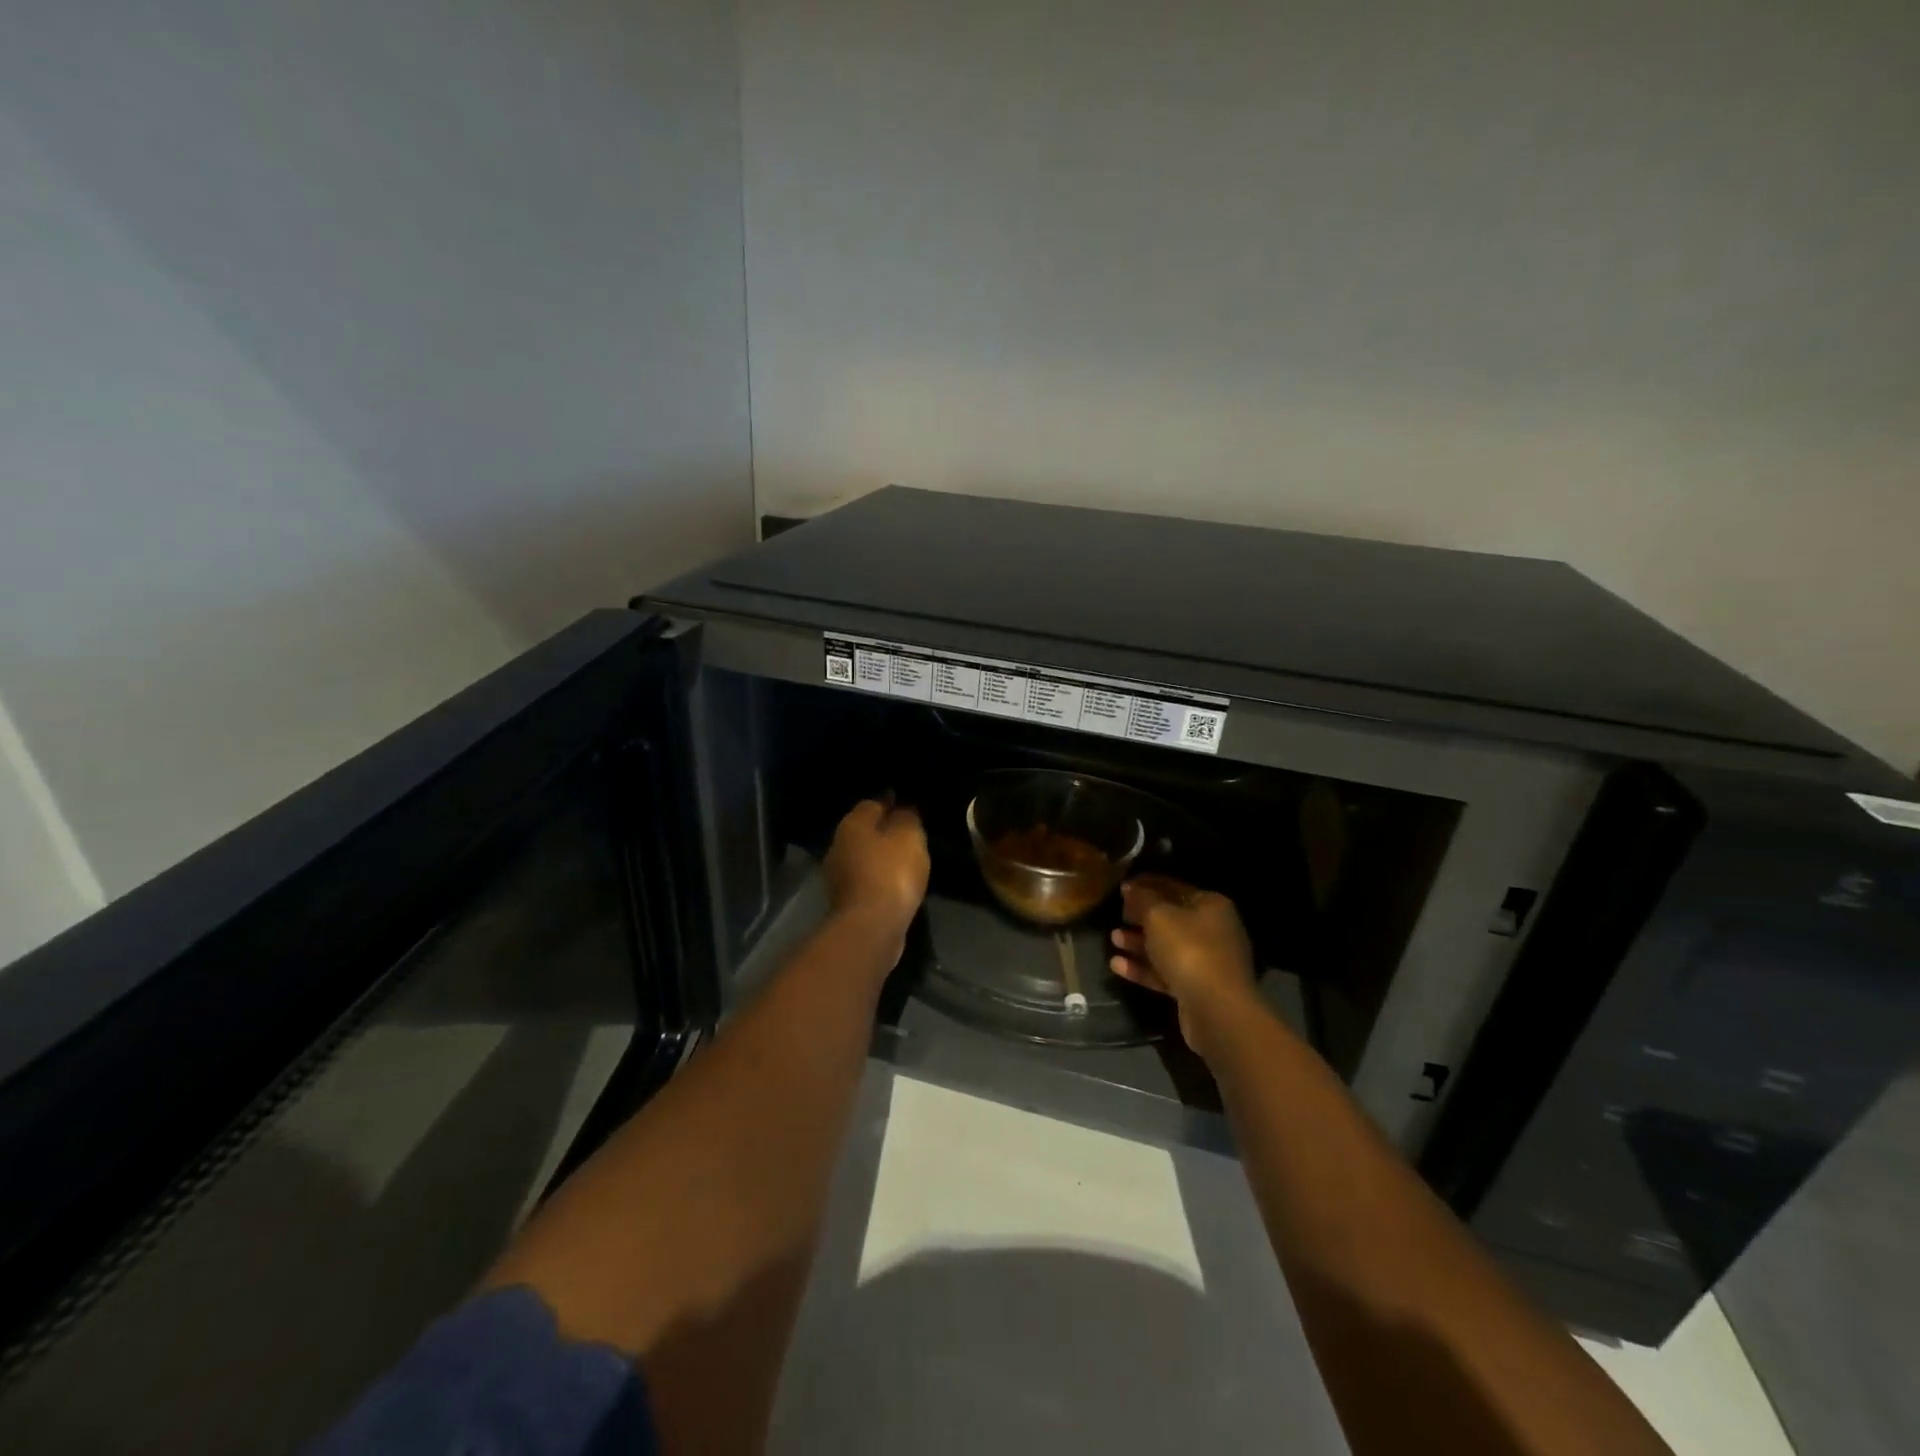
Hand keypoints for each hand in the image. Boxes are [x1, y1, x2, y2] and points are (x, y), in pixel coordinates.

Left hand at [824, 799, 929, 951]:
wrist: (872, 925)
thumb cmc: (891, 871)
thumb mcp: (909, 835)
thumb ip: (907, 818)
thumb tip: (902, 810)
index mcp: (852, 824)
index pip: (872, 803)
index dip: (891, 802)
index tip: (906, 804)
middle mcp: (838, 845)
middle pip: (864, 831)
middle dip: (883, 830)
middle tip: (907, 833)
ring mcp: (838, 876)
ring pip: (863, 857)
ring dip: (880, 857)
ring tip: (905, 859)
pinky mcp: (846, 902)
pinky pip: (867, 880)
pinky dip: (879, 879)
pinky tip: (896, 883)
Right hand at [1109, 875, 1256, 1059]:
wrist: (1217, 1011)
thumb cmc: (1189, 951)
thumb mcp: (1158, 916)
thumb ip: (1141, 899)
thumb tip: (1130, 887)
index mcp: (1210, 905)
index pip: (1172, 886)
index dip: (1146, 884)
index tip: (1121, 886)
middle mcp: (1212, 930)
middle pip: (1170, 917)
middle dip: (1141, 917)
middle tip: (1117, 915)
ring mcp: (1206, 962)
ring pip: (1166, 947)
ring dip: (1138, 943)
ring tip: (1113, 939)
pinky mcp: (1196, 988)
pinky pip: (1165, 972)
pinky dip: (1143, 968)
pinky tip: (1117, 965)